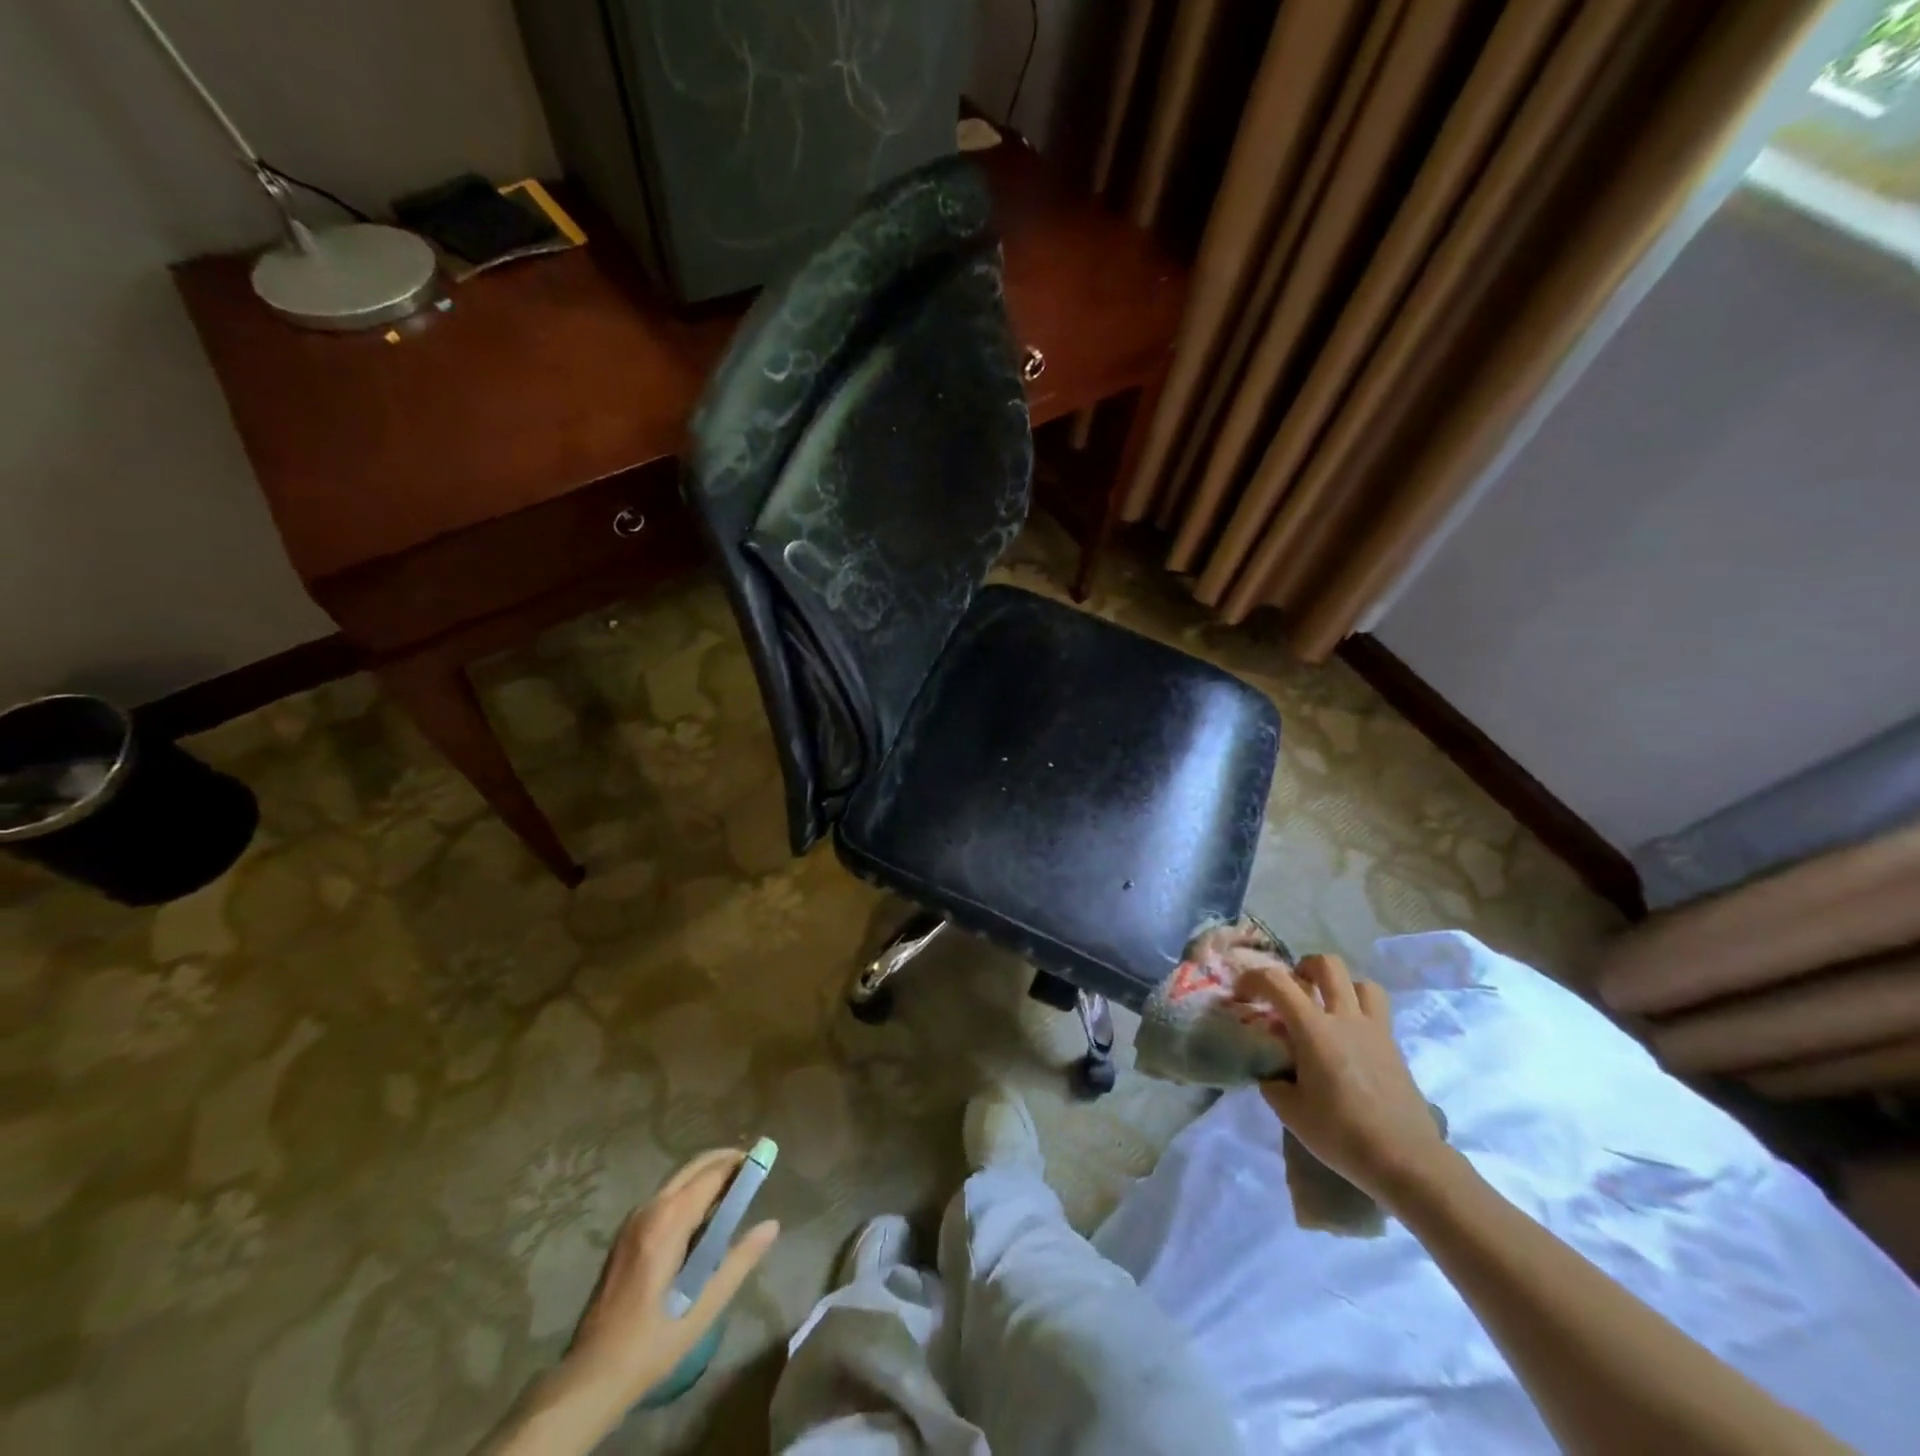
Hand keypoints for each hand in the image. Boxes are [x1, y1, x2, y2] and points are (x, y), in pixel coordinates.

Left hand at [562, 1148, 779, 1413]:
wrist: (592, 1375)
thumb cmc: (653, 1341)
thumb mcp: (705, 1306)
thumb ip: (740, 1260)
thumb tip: (771, 1225)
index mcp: (670, 1220)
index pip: (712, 1174)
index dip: (740, 1164)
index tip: (764, 1161)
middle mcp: (650, 1209)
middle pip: (693, 1169)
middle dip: (723, 1162)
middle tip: (751, 1171)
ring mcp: (633, 1220)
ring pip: (677, 1181)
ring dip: (705, 1177)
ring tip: (732, 1193)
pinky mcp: (625, 1235)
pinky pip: (664, 1198)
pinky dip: (687, 1193)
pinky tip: (700, 1218)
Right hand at [1235, 953, 1449, 1206]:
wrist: (1406, 1160)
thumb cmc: (1342, 1134)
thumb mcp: (1290, 1112)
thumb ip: (1273, 1081)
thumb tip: (1271, 1070)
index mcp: (1314, 1029)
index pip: (1277, 981)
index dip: (1252, 979)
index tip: (1241, 995)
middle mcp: (1346, 1019)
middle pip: (1327, 965)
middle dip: (1303, 967)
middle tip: (1291, 990)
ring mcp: (1375, 1030)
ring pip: (1360, 982)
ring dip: (1339, 986)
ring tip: (1325, 1007)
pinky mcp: (1393, 1047)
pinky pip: (1376, 1010)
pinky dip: (1358, 1010)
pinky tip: (1348, 1039)